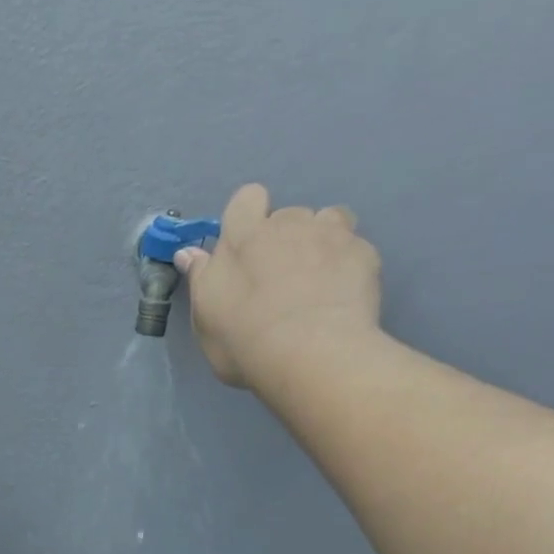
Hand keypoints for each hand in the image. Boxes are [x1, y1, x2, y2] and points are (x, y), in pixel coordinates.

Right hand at [173, 183, 382, 389]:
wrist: (312, 355)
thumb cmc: (245, 340)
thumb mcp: (206, 318)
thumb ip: (201, 280)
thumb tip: (189, 254)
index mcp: (243, 236)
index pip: (246, 199)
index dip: (247, 218)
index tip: (245, 248)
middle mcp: (288, 224)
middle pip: (286, 215)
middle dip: (284, 238)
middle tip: (280, 279)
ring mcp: (330, 235)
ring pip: (328, 220)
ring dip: (321, 240)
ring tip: (317, 279)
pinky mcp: (364, 253)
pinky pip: (355, 248)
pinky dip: (347, 264)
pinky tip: (342, 294)